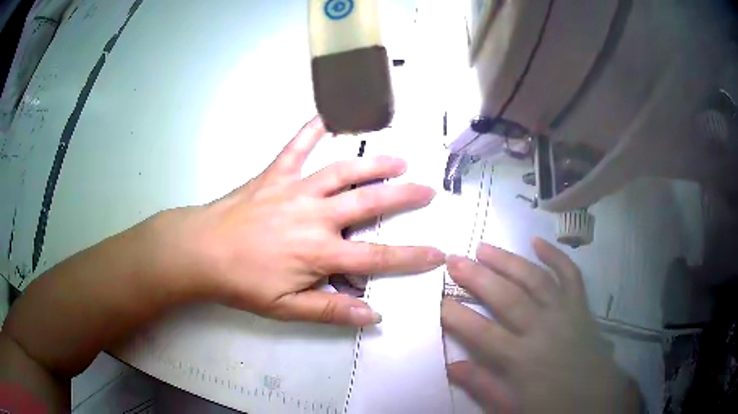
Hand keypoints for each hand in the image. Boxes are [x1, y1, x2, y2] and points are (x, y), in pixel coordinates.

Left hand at [169, 116, 444, 325]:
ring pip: (343, 171)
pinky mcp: (275, 174)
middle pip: (369, 203)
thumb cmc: (242, 282)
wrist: (201, 251)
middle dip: (404, 197)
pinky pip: (296, 147)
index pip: (377, 257)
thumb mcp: (286, 307)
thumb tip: (373, 314)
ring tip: (399, 158)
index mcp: (320, 252)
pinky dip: (312, 129)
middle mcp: (316, 215)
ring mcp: (296, 189)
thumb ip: (330, 310)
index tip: (438, 253)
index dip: (412, 257)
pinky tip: (326, 113)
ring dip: (374, 164)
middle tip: (428, 190)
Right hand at [441, 239, 639, 412]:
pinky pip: (570, 276)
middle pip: (507, 298)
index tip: (438, 300)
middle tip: (454, 259)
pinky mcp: (581, 307)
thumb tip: (452, 365)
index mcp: (523, 361)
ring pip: (535, 280)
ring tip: (484, 248)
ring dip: (508, 261)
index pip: (483, 334)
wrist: (597, 401)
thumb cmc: (552, 407)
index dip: (458, 315)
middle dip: (478, 278)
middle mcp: (543, 330)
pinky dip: (556, 256)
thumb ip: (483, 386)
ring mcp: (565, 314)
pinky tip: (537, 241)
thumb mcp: (512, 407)